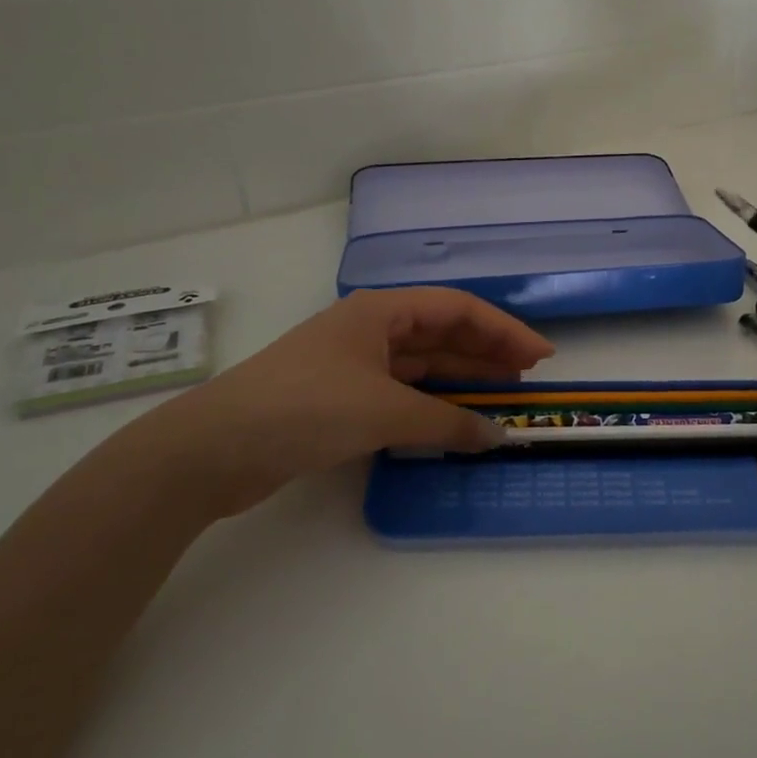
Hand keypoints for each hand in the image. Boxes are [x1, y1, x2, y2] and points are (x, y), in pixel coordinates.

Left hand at [101, 287, 553, 518]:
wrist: (215, 448)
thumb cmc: (305, 408)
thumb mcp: (384, 412)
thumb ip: (447, 423)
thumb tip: (498, 436)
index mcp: (380, 311)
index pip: (457, 309)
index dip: (504, 329)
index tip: (541, 356)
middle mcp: (371, 330)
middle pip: (442, 333)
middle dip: (487, 352)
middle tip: (529, 378)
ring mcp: (355, 364)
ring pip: (423, 364)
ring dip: (463, 379)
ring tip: (503, 397)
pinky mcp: (343, 398)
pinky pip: (404, 393)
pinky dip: (434, 404)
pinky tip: (456, 419)